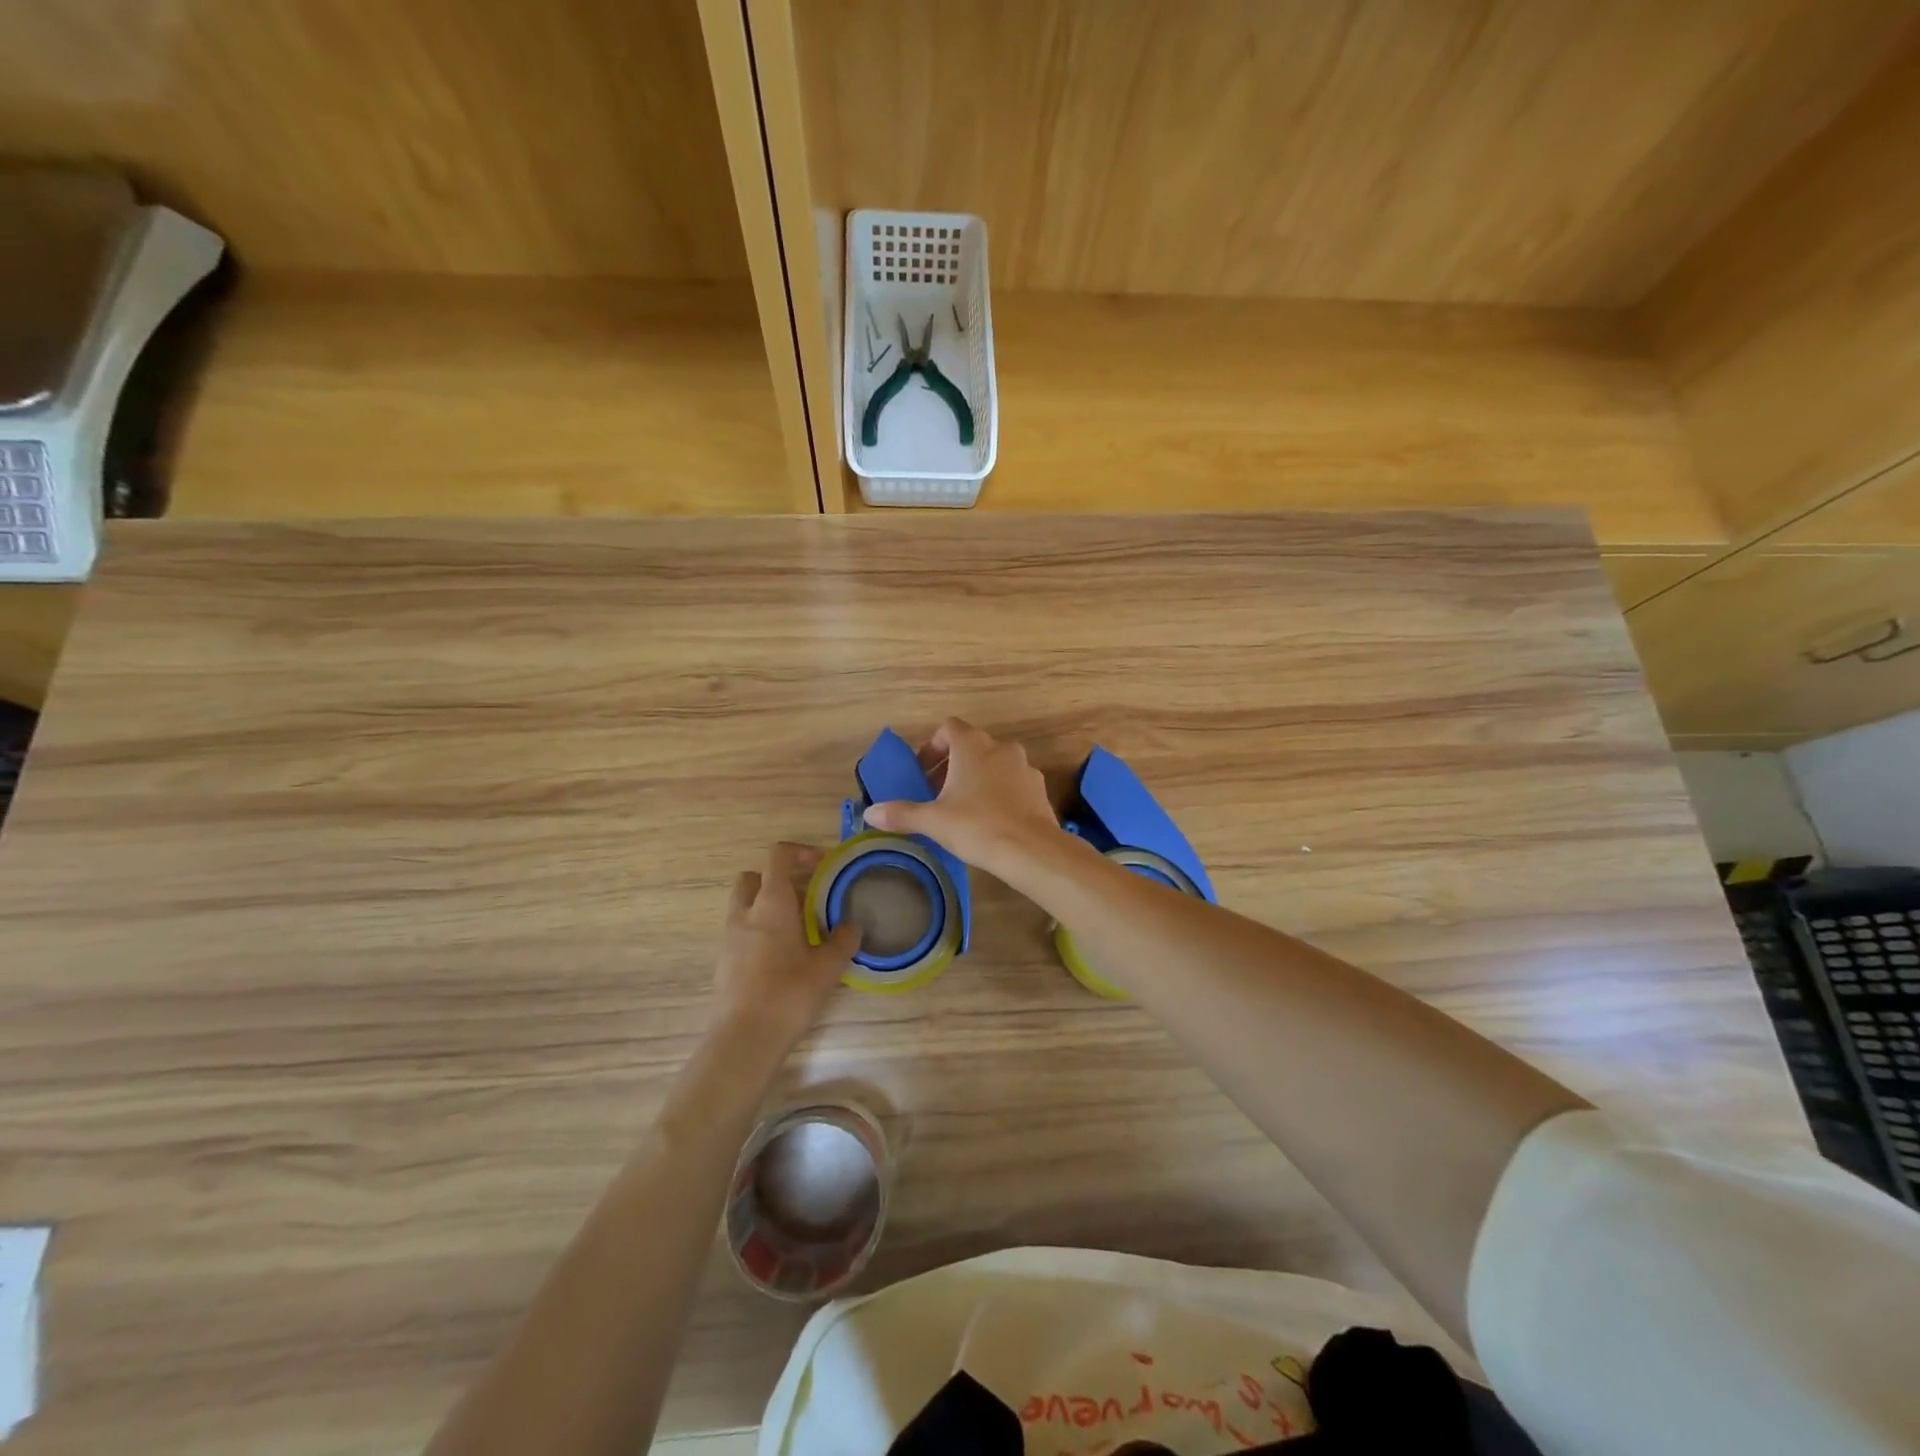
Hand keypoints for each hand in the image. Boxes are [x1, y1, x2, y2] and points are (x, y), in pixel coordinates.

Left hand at [712, 843, 860, 1048]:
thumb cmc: (789, 994)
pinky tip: (782, 955)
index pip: (778, 856)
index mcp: (771, 903)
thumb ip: (843, 940)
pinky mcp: (724, 961)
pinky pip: (741, 931)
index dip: (800, 851)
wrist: (744, 1039)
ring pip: (744, 904)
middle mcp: (745, 912)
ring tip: (796, 927)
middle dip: (777, 878)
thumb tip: (853, 925)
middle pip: (753, 877)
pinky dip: (759, 931)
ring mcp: (730, 937)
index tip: (823, 865)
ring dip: (767, 905)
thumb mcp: (828, 966)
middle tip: (805, 896)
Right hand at [862, 718, 1064, 879]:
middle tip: (937, 792)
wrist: (1031, 849)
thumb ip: (901, 813)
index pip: (948, 728)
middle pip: (971, 745)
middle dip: (952, 765)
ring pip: (994, 763)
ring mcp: (1024, 766)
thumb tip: (870, 813)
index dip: (932, 746)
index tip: (923, 772)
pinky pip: (1013, 781)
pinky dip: (999, 791)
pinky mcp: (1039, 787)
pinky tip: (991, 818)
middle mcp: (1000, 747)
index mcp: (972, 746)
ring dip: (977, 777)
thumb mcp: (933, 821)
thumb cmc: (976, 826)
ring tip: (964, 807)